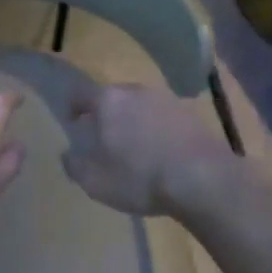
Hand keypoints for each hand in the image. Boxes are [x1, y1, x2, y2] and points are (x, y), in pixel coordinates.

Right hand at [62, 79, 240, 217]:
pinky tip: (160, 152)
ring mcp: (167, 100)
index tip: (72, 121)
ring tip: (134, 147)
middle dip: (105, 114)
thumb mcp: (94, 181)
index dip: (73, 106)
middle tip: (103, 137)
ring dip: (134, 121)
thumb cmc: (139, 177)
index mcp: (108, 101)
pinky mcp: (191, 114)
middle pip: (113, 97)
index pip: (81, 93)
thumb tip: (68, 154)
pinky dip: (157, 130)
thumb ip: (74, 165)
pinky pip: (164, 118)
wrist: (203, 179)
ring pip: (140, 106)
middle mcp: (137, 91)